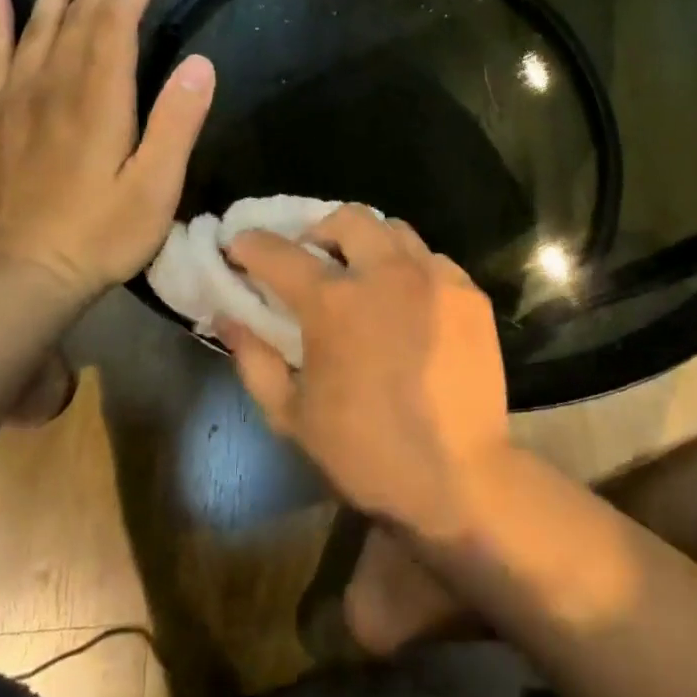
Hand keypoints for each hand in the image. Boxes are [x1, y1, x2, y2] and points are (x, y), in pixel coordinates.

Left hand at [0, 0, 214, 300]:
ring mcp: (17, 101)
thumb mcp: (156, 186)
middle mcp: (53, 87)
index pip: (115, 26)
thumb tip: (200, 64)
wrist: (26, 274)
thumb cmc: (103, 233)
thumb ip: (177, 123)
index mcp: (98, 101)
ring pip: (37, 29)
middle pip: (77, 19)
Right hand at [221, 207, 511, 536]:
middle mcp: (386, 274)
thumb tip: (227, 318)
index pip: (280, 253)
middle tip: (311, 257)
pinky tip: (408, 301)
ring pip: (395, 231)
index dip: (252, 245)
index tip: (239, 246)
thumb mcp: (292, 415)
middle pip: (347, 218)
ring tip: (362, 274)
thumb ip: (253, 359)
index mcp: (334, 303)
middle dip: (319, 230)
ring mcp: (435, 278)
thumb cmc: (365, 451)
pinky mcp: (469, 294)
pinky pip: (432, 260)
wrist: (458, 477)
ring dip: (368, 243)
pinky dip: (410, 268)